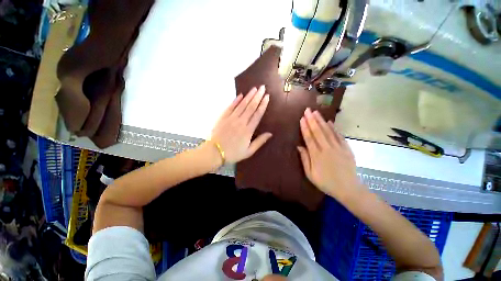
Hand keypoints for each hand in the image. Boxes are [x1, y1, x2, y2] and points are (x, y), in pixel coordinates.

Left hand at [209, 85, 271, 163]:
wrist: (214, 153)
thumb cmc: (233, 153)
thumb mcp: (248, 151)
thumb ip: (259, 142)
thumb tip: (270, 134)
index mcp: (248, 130)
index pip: (257, 114)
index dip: (263, 105)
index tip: (267, 97)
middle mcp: (241, 122)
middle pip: (251, 107)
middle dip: (258, 96)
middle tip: (263, 87)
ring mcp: (231, 118)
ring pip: (242, 105)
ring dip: (249, 96)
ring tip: (254, 88)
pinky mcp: (223, 117)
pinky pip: (230, 107)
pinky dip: (236, 100)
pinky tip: (240, 95)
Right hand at [297, 108, 363, 201]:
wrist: (348, 189)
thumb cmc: (326, 182)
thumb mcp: (310, 174)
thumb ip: (304, 159)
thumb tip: (299, 146)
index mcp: (316, 155)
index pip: (309, 137)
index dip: (305, 127)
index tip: (302, 118)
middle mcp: (326, 148)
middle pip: (318, 131)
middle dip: (312, 120)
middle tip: (308, 110)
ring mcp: (338, 147)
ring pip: (328, 131)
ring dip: (321, 121)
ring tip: (316, 112)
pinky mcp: (346, 148)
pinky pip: (339, 136)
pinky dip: (334, 128)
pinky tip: (329, 122)